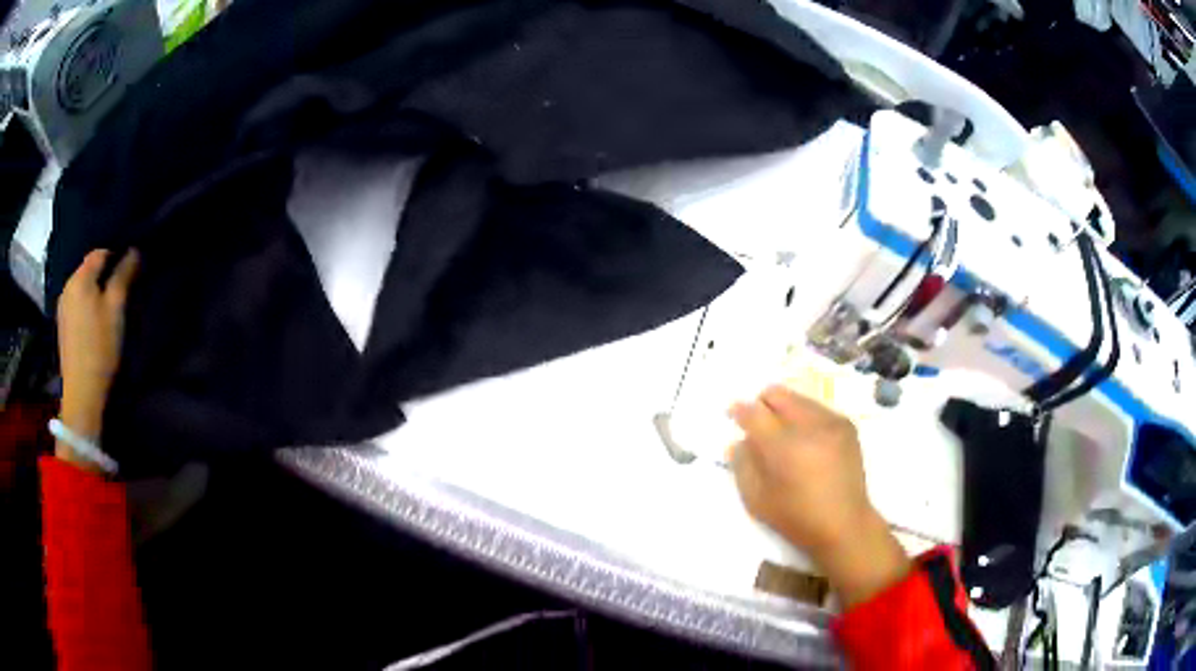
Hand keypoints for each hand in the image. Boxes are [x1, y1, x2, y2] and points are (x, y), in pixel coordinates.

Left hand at [55, 249, 139, 441]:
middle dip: (105, 276)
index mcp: (80, 278)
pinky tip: (94, 325)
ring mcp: (63, 307)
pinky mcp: (63, 326)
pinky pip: (77, 304)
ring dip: (95, 292)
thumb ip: (123, 276)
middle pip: (89, 270)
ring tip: (108, 310)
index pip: (100, 253)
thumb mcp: (116, 309)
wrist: (81, 393)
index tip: (129, 273)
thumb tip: (133, 251)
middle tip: (120, 294)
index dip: (116, 257)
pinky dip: (87, 306)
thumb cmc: (100, 347)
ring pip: (83, 288)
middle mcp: (68, 286)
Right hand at [729, 385, 908, 606]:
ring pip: (798, 398)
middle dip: (763, 404)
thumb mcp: (757, 500)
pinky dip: (805, 417)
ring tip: (785, 435)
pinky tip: (807, 441)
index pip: (754, 414)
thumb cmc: (796, 518)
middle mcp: (809, 426)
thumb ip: (742, 465)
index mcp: (784, 448)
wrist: (844, 524)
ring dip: (785, 410)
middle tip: (759, 424)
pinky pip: (817, 408)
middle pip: (777, 394)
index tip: (734, 414)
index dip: (740, 411)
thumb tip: (739, 440)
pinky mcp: (846, 425)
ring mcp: (831, 423)